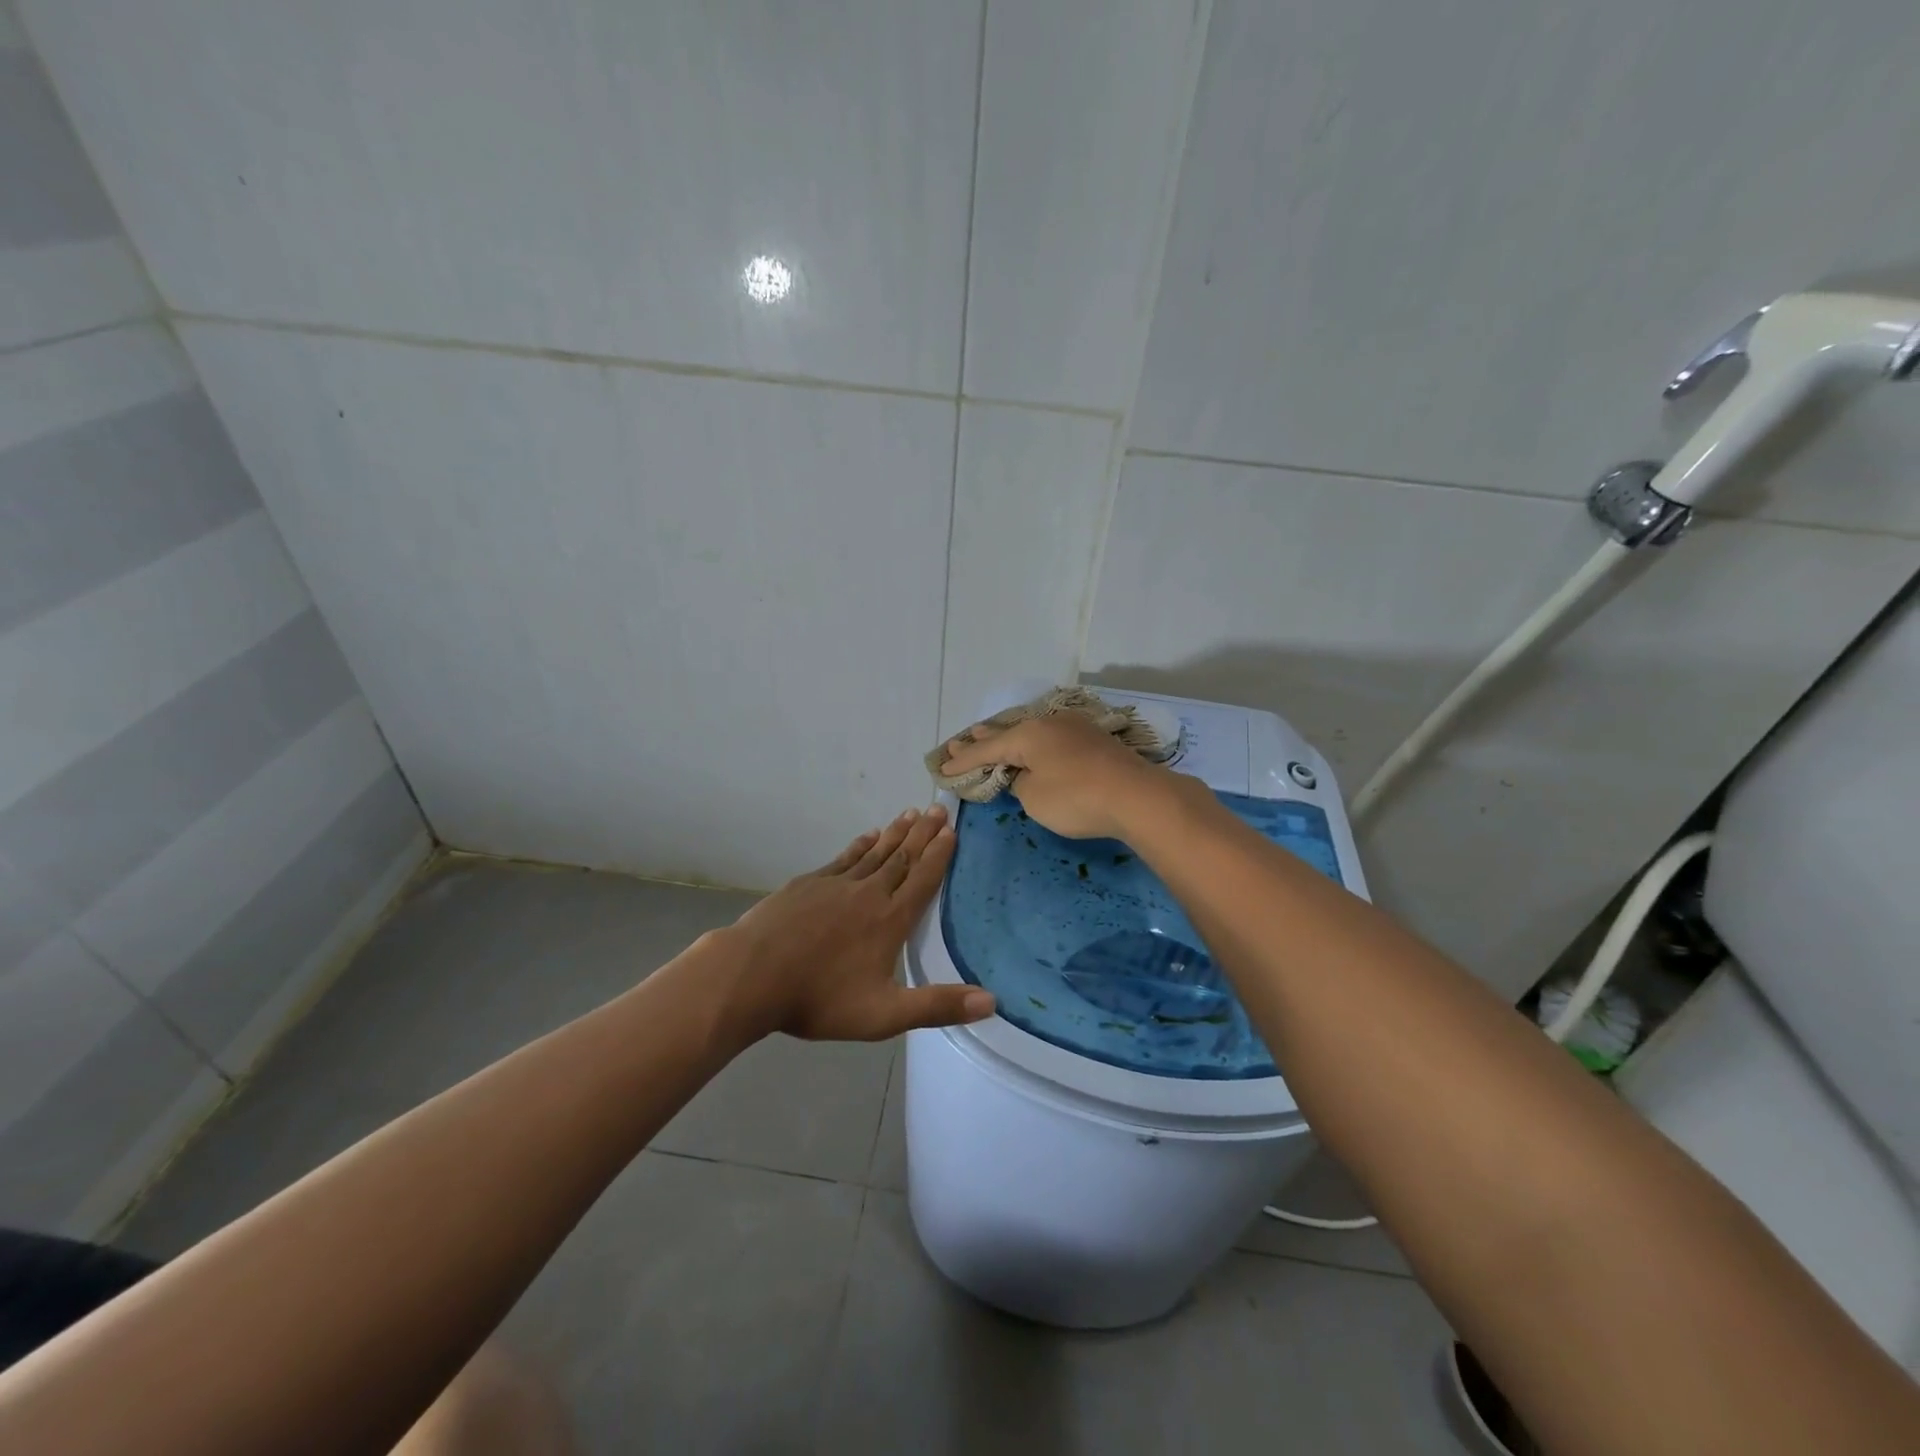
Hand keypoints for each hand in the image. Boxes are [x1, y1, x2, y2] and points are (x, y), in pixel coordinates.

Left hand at [721, 805, 993, 1041]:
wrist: (752, 974)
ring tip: (911, 814)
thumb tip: (992, 1002)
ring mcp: (836, 884)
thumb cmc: (820, 998)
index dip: (939, 854)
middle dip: (923, 834)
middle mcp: (869, 893)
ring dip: (896, 833)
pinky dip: (860, 845)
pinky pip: (844, 858)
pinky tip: (867, 836)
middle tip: (939, 809)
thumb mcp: (884, 1014)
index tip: (952, 831)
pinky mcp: (809, 884)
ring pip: (875, 852)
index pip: (923, 880)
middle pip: (902, 857)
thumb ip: (937, 1006)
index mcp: (890, 920)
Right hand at [940, 713, 1184, 840]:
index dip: (963, 762)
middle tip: (960, 742)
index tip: (942, 768)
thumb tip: (1024, 775)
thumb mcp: (1034, 797)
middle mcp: (1048, 724)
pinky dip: (1033, 743)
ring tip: (989, 735)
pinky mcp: (1093, 740)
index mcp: (1027, 735)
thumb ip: (1020, 784)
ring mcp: (1074, 728)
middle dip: (982, 740)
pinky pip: (1050, 738)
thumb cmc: (1077, 798)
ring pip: (1031, 732)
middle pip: (1007, 733)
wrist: (1137, 796)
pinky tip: (1034, 744)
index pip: (986, 749)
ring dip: (1009, 738)